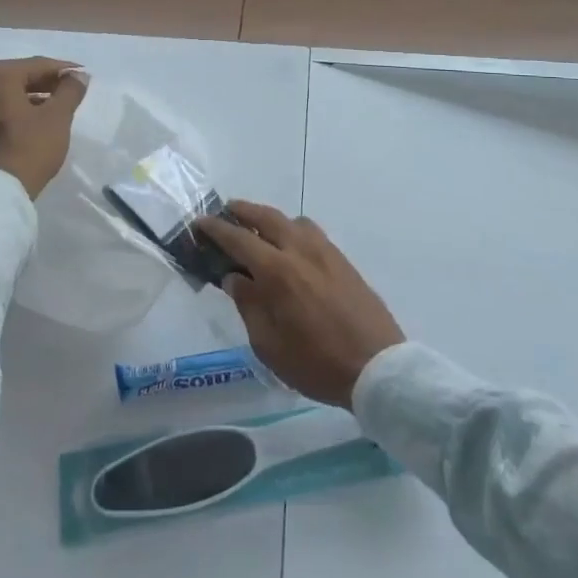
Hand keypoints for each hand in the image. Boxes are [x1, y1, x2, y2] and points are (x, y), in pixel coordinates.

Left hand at [0, 57, 88, 199]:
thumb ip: (70, 90)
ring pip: (5, 94)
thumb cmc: (28, 147)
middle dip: (45, 83)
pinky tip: (33, 120)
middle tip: (70, 91)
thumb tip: (79, 75)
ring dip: (30, 97)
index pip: (36, 65)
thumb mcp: (57, 117)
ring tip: (55, 107)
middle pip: (17, 77)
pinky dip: (14, 110)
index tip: (83, 75)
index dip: (63, 70)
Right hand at [197, 202, 403, 408]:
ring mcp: (325, 252)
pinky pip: (311, 233)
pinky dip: (293, 230)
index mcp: (278, 271)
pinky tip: (290, 249)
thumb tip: (234, 278)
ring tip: (259, 231)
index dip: (216, 229)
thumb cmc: (316, 363)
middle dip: (243, 211)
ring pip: (292, 221)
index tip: (200, 222)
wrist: (377, 367)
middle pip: (267, 217)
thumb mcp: (270, 345)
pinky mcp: (343, 260)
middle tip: (226, 212)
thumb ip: (249, 305)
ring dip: (271, 219)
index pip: (239, 239)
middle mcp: (300, 250)